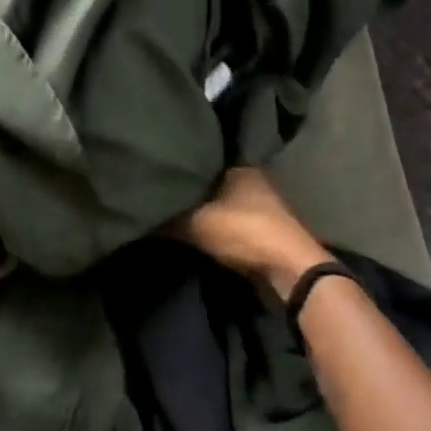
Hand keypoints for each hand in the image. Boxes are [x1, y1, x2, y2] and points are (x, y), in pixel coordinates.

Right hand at [171, 167, 335, 300]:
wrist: (290, 272)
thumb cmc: (244, 232)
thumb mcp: (195, 224)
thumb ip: (167, 220)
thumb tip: (139, 217)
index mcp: (240, 168)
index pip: (203, 159)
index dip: (182, 167)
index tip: (160, 174)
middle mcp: (254, 182)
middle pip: (214, 183)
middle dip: (192, 191)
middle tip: (162, 195)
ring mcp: (264, 208)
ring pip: (223, 205)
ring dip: (206, 212)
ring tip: (175, 215)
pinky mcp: (267, 233)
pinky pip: (232, 225)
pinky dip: (218, 229)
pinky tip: (198, 234)